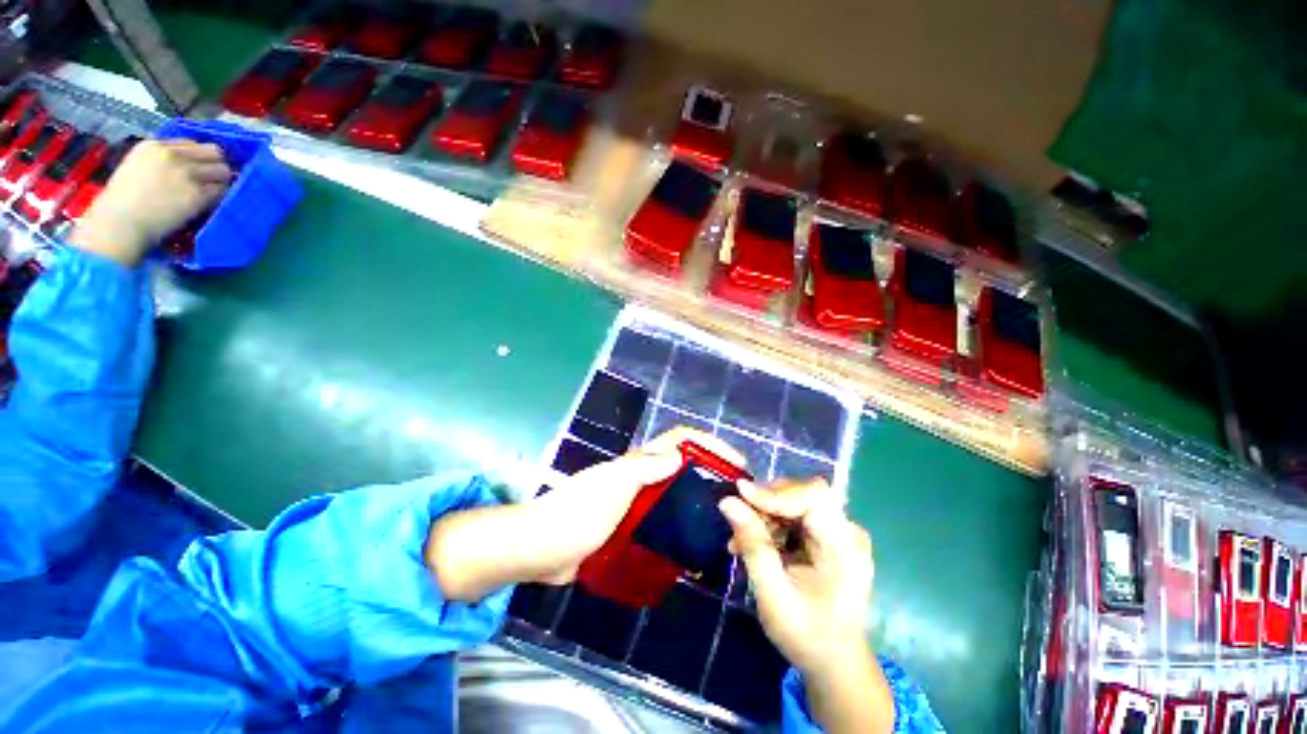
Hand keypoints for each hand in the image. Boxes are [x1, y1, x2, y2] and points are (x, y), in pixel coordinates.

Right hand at [70, 139, 232, 265]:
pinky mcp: (197, 193)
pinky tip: (210, 202)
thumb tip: (187, 162)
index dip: (198, 156)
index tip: (197, 167)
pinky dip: (220, 196)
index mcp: (153, 145)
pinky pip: (222, 191)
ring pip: (223, 170)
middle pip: (214, 152)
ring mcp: (186, 174)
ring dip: (221, 181)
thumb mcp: (137, 166)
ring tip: (211, 191)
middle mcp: (172, 155)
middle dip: (216, 164)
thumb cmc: (123, 200)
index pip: (192, 143)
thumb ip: (160, 160)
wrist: (121, 222)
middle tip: (212, 178)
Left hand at [525, 427, 747, 583]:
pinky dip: (679, 528)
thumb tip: (679, 456)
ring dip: (697, 502)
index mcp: (638, 462)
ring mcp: (634, 504)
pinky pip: (661, 523)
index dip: (709, 443)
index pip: (680, 440)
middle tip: (735, 498)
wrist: (541, 549)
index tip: (736, 463)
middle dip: (710, 473)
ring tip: (722, 523)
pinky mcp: (628, 528)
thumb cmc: (578, 513)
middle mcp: (639, 478)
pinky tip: (693, 548)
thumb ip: (645, 468)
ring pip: (674, 495)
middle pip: (682, 466)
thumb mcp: (614, 485)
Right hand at [720, 479, 893, 732]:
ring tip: (739, 542)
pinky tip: (753, 544)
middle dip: (765, 504)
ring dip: (763, 516)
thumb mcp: (773, 596)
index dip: (776, 492)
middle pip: (802, 495)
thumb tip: (727, 502)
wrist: (834, 663)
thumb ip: (753, 545)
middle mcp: (847, 532)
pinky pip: (794, 516)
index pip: (815, 497)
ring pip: (794, 502)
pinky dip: (770, 525)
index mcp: (845, 548)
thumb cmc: (807, 636)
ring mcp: (839, 533)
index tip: (740, 493)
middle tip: (738, 523)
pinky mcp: (828, 537)